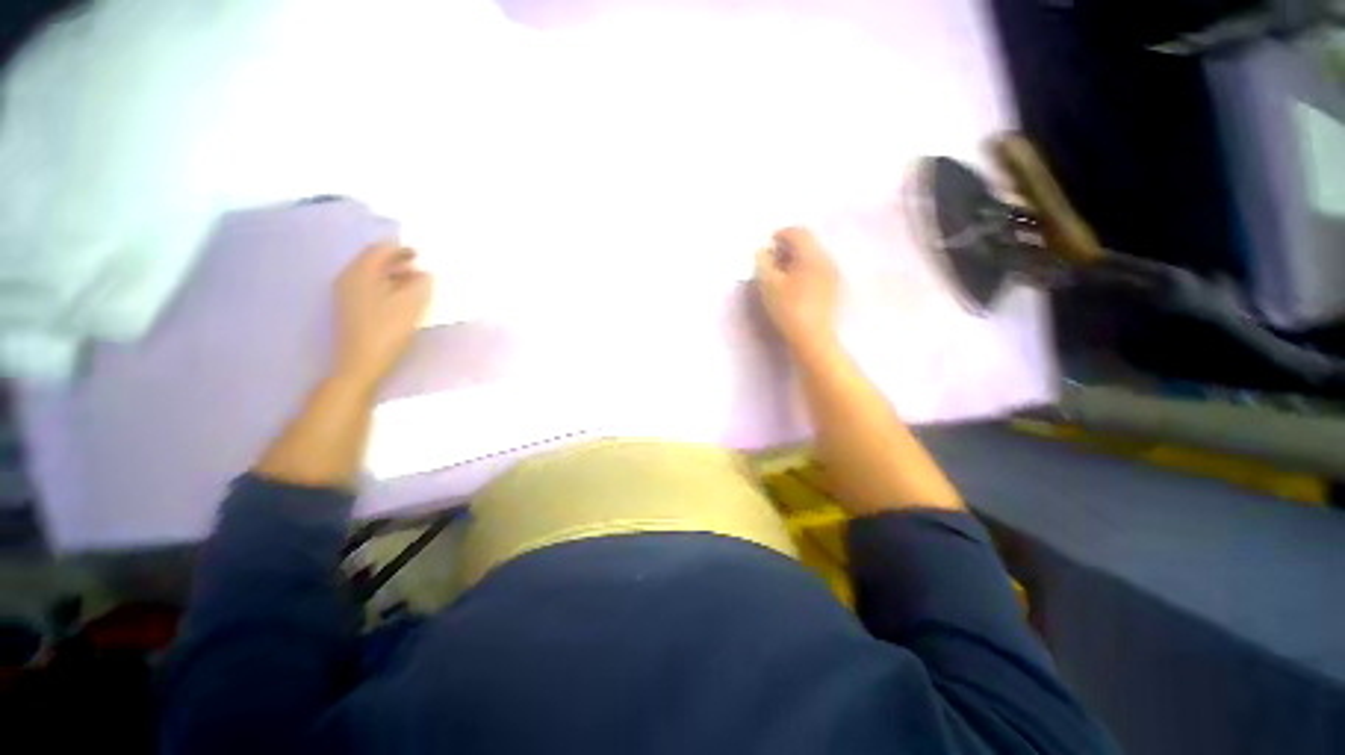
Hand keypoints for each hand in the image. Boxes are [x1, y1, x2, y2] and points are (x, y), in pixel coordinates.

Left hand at [333, 242, 432, 386]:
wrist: (361, 363)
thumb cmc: (387, 331)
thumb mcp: (410, 305)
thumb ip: (420, 284)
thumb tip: (425, 273)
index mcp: (360, 273)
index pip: (379, 250)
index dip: (401, 249)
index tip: (420, 253)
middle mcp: (349, 278)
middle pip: (373, 260)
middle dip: (397, 260)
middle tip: (420, 266)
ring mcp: (347, 294)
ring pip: (372, 275)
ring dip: (393, 274)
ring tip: (415, 282)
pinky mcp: (351, 309)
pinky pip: (370, 287)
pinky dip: (387, 286)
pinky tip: (401, 297)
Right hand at [754, 227, 840, 353]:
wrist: (812, 338)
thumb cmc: (788, 308)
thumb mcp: (769, 284)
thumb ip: (763, 262)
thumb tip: (762, 251)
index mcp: (812, 255)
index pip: (798, 232)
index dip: (780, 234)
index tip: (765, 246)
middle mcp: (826, 259)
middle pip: (806, 243)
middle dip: (786, 247)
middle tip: (769, 261)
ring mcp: (832, 274)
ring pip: (811, 257)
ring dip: (794, 260)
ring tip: (778, 275)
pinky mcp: (831, 289)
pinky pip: (816, 270)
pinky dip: (802, 270)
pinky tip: (792, 286)